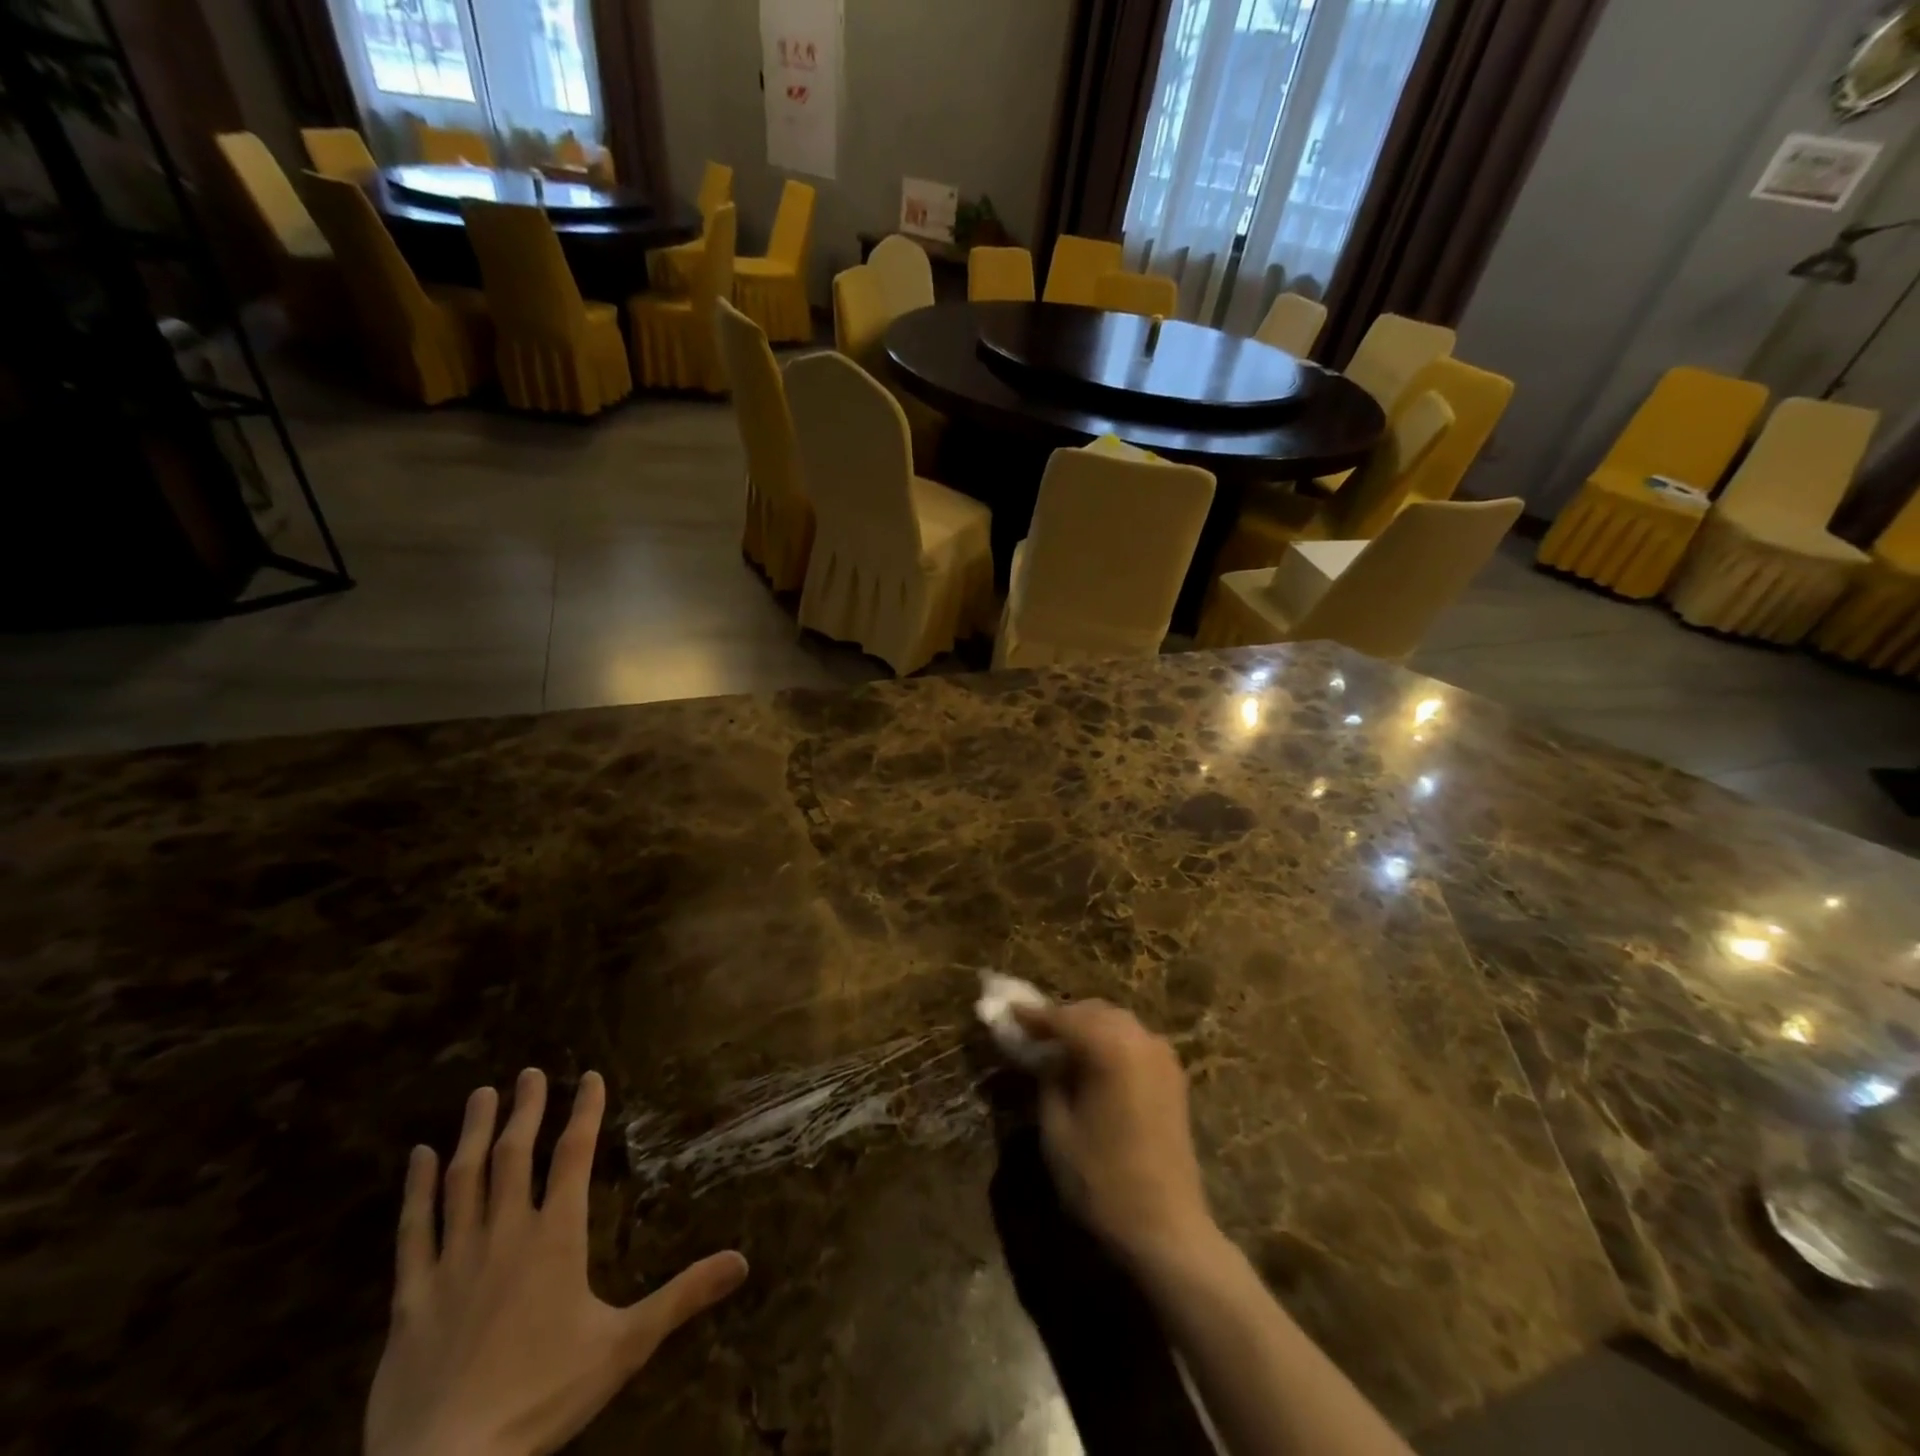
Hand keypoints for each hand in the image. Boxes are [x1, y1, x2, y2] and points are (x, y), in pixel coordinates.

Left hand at [364, 1069, 748, 1455]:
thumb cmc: (542, 1398)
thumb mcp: (625, 1347)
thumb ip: (682, 1297)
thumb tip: (742, 1261)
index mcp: (556, 1238)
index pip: (573, 1156)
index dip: (584, 1112)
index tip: (590, 1076)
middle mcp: (504, 1235)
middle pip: (514, 1155)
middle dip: (525, 1109)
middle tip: (529, 1072)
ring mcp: (452, 1262)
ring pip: (462, 1180)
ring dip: (474, 1133)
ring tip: (481, 1094)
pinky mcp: (411, 1297)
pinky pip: (412, 1230)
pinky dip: (415, 1189)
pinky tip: (419, 1157)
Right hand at [1013, 1000, 1212, 1264]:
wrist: (1166, 1228)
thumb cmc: (1102, 1180)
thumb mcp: (1057, 1129)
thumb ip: (1047, 1080)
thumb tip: (1042, 1057)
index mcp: (1110, 1047)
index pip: (1063, 1019)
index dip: (1032, 1016)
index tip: (1008, 1011)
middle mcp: (1140, 1039)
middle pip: (1092, 1012)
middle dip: (1062, 1018)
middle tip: (1033, 1032)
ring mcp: (1162, 1056)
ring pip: (1116, 1022)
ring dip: (1087, 1027)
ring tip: (1060, 1048)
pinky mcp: (1173, 1077)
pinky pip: (1134, 1041)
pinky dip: (1110, 1041)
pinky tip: (1093, 1063)